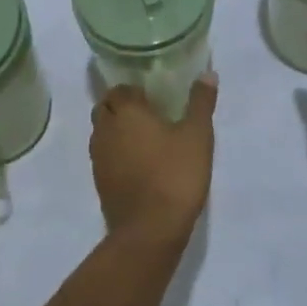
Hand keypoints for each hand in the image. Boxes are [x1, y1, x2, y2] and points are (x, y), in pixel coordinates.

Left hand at [90, 75, 216, 242]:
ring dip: (117, 130)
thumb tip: (207, 73)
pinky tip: (139, 163)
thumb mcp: (197, 135)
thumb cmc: (175, 175)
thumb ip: (201, 102)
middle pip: (106, 108)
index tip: (153, 94)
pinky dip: (117, 153)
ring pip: (102, 133)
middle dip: (122, 106)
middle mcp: (106, 130)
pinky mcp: (100, 183)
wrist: (150, 232)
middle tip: (149, 112)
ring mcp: (99, 159)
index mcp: (126, 112)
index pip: (119, 88)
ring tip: (145, 137)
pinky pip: (105, 157)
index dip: (133, 89)